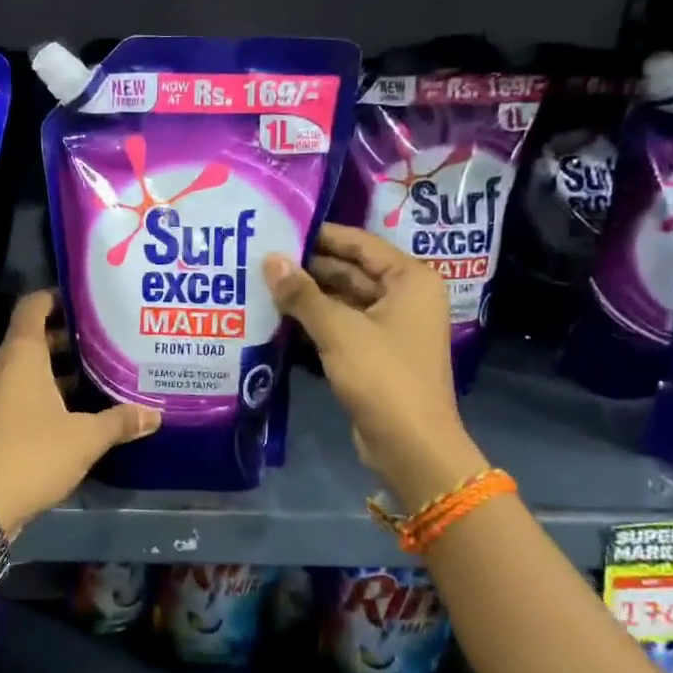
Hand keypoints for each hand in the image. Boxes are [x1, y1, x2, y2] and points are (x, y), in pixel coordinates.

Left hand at [0, 290, 160, 536]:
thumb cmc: (32, 456)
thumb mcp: (85, 439)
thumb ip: (120, 421)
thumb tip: (155, 414)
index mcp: (21, 355)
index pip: (33, 306)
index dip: (56, 296)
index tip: (86, 300)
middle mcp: (0, 366)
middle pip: (31, 336)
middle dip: (65, 336)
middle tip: (103, 339)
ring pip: (24, 366)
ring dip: (54, 367)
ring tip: (93, 373)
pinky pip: (15, 389)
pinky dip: (40, 389)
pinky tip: (69, 409)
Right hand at [264, 224, 486, 507]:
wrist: (410, 445)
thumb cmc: (382, 376)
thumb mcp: (338, 330)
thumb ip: (302, 294)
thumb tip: (269, 259)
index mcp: (409, 280)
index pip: (359, 244)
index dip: (320, 235)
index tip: (279, 228)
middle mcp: (405, 297)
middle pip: (350, 271)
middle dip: (309, 267)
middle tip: (262, 257)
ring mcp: (391, 327)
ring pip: (343, 300)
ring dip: (308, 295)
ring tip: (262, 282)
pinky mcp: (376, 353)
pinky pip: (342, 325)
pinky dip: (315, 321)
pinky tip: (278, 316)